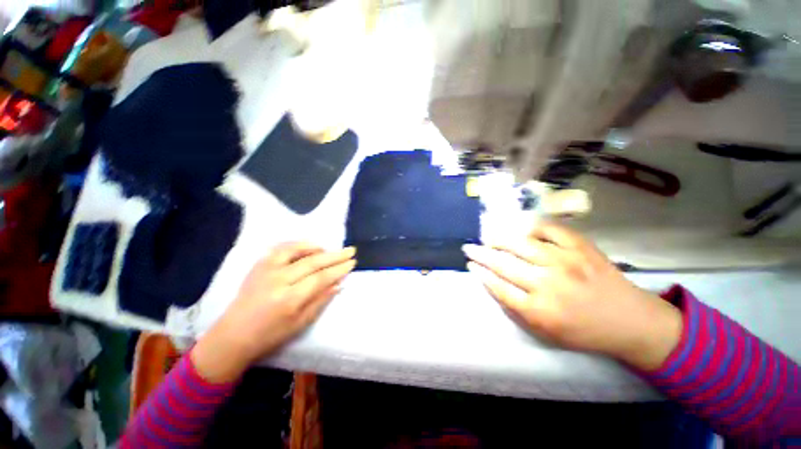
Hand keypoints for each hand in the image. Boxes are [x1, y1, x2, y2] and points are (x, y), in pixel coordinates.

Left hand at [192, 243, 355, 381]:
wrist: (232, 336)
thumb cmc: (270, 336)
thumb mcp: (300, 324)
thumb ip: (321, 301)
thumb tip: (339, 284)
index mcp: (289, 299)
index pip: (321, 277)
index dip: (339, 269)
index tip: (352, 262)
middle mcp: (278, 280)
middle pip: (313, 262)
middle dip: (335, 256)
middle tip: (350, 250)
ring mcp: (266, 270)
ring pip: (296, 250)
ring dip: (316, 247)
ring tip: (329, 249)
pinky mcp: (258, 265)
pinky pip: (280, 248)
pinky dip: (297, 244)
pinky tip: (307, 247)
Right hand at [462, 222, 681, 370]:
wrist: (631, 321)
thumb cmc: (584, 331)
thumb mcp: (545, 332)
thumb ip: (516, 309)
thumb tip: (493, 283)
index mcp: (538, 310)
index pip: (497, 286)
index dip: (480, 273)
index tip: (470, 265)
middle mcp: (548, 283)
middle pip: (503, 263)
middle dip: (480, 254)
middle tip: (469, 248)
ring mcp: (565, 261)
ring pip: (520, 243)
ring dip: (499, 239)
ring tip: (489, 238)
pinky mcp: (580, 247)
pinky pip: (549, 229)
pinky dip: (531, 227)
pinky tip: (521, 229)